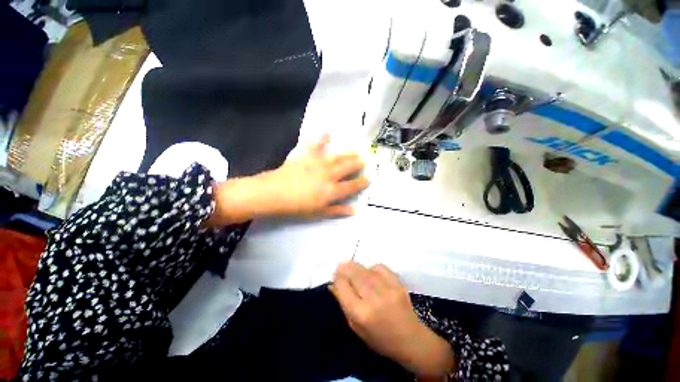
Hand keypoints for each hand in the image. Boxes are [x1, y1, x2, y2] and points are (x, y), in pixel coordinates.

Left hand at [258, 134, 368, 216]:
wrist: (274, 194)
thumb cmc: (297, 207)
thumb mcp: (319, 212)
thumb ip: (337, 210)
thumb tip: (354, 211)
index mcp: (332, 190)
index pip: (351, 186)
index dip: (361, 182)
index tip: (369, 178)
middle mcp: (329, 175)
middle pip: (347, 168)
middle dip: (357, 164)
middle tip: (364, 160)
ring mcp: (318, 163)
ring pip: (337, 157)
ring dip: (347, 153)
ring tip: (356, 149)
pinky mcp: (306, 155)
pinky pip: (315, 145)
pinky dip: (321, 138)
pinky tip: (327, 132)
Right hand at [330, 262, 455, 377]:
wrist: (411, 339)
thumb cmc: (380, 339)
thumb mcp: (356, 327)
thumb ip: (344, 304)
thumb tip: (333, 285)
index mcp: (361, 314)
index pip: (343, 287)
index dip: (337, 278)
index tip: (335, 275)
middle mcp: (373, 299)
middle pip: (355, 275)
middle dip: (345, 268)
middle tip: (341, 265)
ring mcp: (387, 289)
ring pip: (366, 270)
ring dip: (356, 266)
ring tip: (351, 265)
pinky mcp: (398, 283)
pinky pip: (380, 267)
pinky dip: (372, 267)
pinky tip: (370, 271)